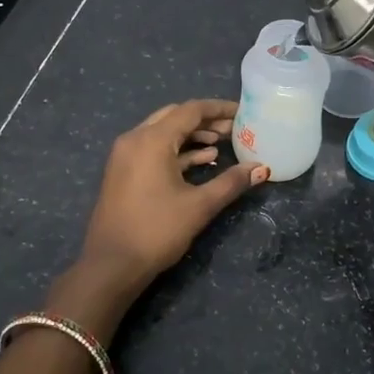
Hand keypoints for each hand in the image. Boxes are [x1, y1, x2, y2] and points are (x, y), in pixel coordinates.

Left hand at [74, 99, 267, 296]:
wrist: (112, 264)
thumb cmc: (157, 230)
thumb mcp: (200, 206)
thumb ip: (231, 182)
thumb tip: (261, 168)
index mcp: (152, 140)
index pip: (190, 110)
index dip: (218, 109)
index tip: (243, 113)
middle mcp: (135, 139)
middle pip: (175, 117)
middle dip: (205, 121)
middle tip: (233, 129)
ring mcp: (125, 155)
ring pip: (163, 133)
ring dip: (191, 136)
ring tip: (221, 145)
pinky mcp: (123, 172)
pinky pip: (153, 149)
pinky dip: (177, 151)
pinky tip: (202, 162)